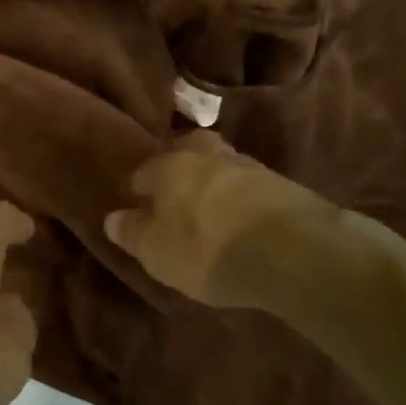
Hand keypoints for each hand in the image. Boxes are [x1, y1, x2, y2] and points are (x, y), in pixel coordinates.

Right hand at [104, 131, 336, 310]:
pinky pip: (254, 189)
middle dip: (182, 166)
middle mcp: (209, 156)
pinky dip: (245, 201)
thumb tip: (113, 218)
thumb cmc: (205, 249)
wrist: (292, 252)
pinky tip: (244, 221)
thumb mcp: (155, 251)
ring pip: (224, 166)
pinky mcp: (287, 187)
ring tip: (213, 211)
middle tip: (178, 193)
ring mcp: (252, 168)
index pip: (146, 170)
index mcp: (170, 166)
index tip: (138, 204)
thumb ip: (132, 232)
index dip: (139, 188)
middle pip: (190, 151)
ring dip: (217, 183)